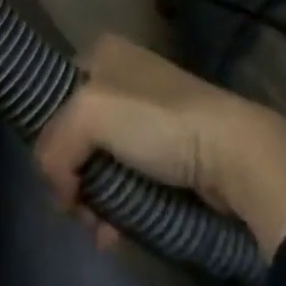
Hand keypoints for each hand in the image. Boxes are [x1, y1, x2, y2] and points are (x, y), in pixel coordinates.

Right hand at [35, 34, 285, 258]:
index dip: (50, 134)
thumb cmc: (157, 120)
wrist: (234, 153)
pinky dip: (119, 209)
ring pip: (101, 161)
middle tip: (78, 208)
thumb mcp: (89, 115)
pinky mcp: (169, 152)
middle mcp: (122, 75)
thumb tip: (54, 184)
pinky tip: (117, 234)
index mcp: (103, 51)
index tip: (54, 174)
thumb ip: (56, 144)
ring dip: (95, 200)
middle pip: (77, 132)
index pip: (56, 91)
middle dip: (73, 176)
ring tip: (102, 229)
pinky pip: (128, 181)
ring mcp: (148, 114)